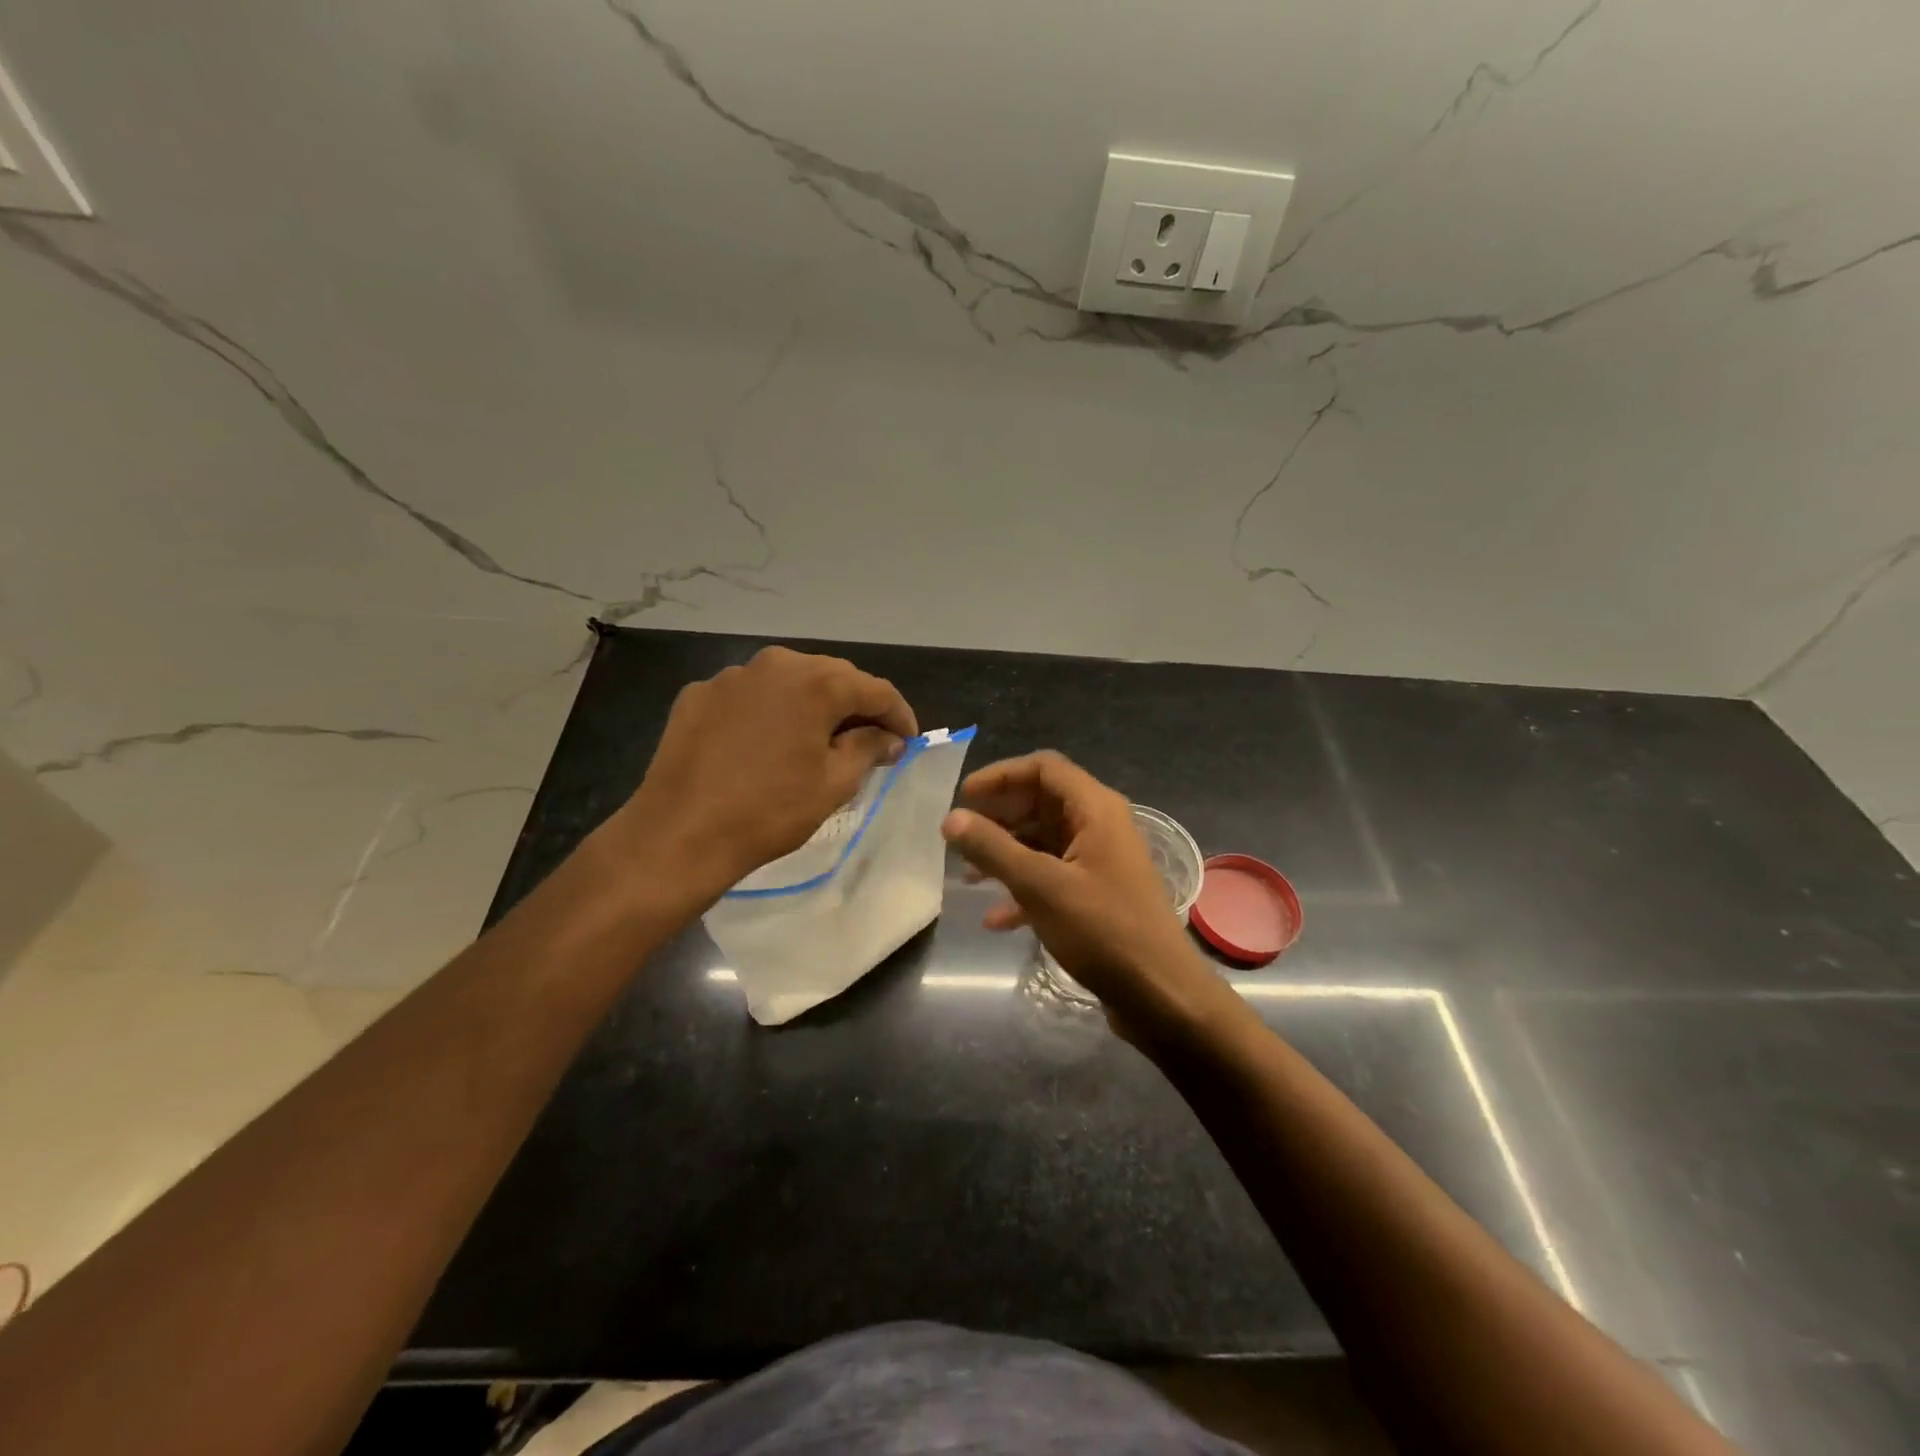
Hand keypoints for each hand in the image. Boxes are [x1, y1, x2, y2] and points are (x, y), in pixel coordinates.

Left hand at [615, 647, 916, 897]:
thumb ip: (869, 749)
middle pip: (832, 677)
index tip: (908, 741)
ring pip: (789, 682)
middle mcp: (776, 664)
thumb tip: (888, 737)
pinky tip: (767, 743)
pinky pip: (750, 695)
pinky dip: (770, 711)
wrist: (679, 834)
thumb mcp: (834, 784)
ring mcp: (732, 676)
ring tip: (819, 739)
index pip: (876, 690)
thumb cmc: (769, 811)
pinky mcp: (699, 694)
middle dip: (857, 706)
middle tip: (871, 740)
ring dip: (812, 705)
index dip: (899, 715)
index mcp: (816, 682)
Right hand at [941, 751, 1235, 1039]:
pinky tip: (995, 918)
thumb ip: (993, 848)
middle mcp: (1100, 826)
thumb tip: (951, 818)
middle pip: (1041, 802)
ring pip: (1044, 842)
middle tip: (959, 837)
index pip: (1043, 768)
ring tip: (968, 876)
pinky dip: (1024, 888)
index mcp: (1095, 809)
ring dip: (1006, 854)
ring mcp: (1100, 861)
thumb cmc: (1102, 931)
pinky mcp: (1097, 894)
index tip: (963, 798)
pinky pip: (1053, 876)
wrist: (1161, 995)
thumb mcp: (1040, 886)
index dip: (1001, 776)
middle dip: (999, 817)